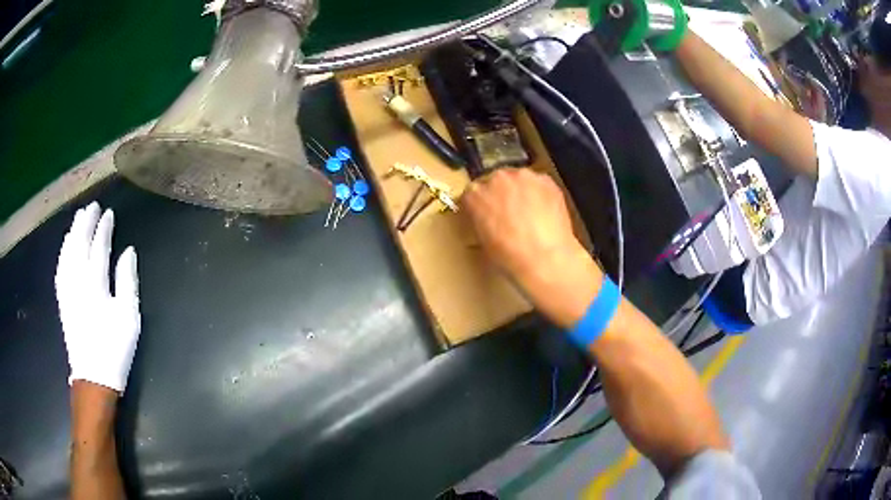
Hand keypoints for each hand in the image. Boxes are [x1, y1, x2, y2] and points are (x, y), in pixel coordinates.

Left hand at [55, 202, 140, 393]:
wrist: (93, 377)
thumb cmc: (115, 348)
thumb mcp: (129, 317)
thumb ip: (127, 281)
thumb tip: (128, 251)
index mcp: (95, 284)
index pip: (98, 247)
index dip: (103, 229)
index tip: (108, 213)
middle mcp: (77, 281)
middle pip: (79, 244)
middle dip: (85, 223)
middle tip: (91, 206)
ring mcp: (67, 290)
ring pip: (67, 253)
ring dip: (72, 233)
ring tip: (78, 218)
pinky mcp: (62, 299)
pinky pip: (60, 267)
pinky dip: (63, 251)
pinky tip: (65, 245)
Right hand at [461, 169, 602, 327]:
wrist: (544, 258)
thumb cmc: (512, 257)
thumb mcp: (483, 242)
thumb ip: (481, 222)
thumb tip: (488, 221)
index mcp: (474, 195)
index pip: (472, 192)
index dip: (481, 204)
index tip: (487, 212)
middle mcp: (496, 179)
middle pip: (496, 181)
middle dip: (502, 195)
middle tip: (510, 214)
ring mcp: (522, 177)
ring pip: (519, 180)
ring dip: (522, 192)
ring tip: (530, 214)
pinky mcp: (545, 180)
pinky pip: (539, 184)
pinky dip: (540, 194)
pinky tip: (544, 213)